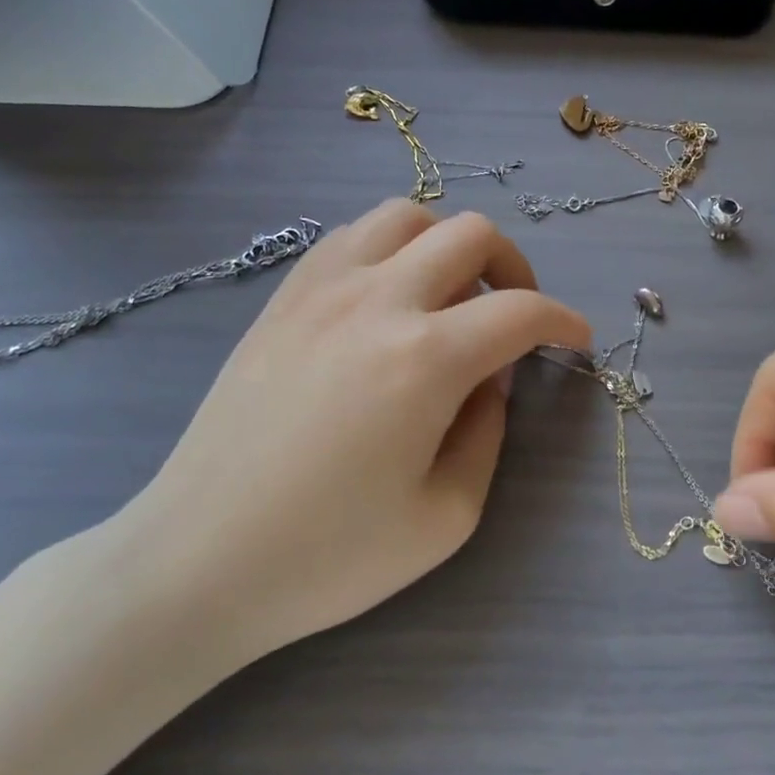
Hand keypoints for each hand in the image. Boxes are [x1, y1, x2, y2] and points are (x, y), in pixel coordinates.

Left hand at [108, 200, 589, 671]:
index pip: (521, 310)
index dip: (563, 321)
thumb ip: (488, 433)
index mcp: (426, 359)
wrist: (198, 558)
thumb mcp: (447, 517)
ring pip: (407, 216)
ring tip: (451, 296)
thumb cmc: (328, 555)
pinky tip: (389, 296)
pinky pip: (351, 236)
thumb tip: (489, 381)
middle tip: (516, 316)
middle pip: (471, 234)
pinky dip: (391, 247)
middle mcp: (377, 301)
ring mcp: (321, 289)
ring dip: (448, 245)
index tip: (576, 341)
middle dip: (515, 268)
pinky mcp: (283, 297)